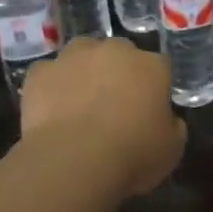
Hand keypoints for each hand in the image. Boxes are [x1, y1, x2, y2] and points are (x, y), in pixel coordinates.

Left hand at [20, 38, 185, 196]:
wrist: (74, 160)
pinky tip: (53, 111)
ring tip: (81, 103)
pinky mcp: (40, 73)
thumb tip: (167, 119)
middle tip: (115, 104)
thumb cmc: (133, 155)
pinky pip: (49, 75)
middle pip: (120, 54)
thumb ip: (172, 126)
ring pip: (82, 55)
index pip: (160, 67)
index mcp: (152, 66)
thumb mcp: (172, 149)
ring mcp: (73, 58)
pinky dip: (52, 87)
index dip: (155, 86)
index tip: (151, 108)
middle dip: (119, 72)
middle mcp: (114, 51)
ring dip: (84, 72)